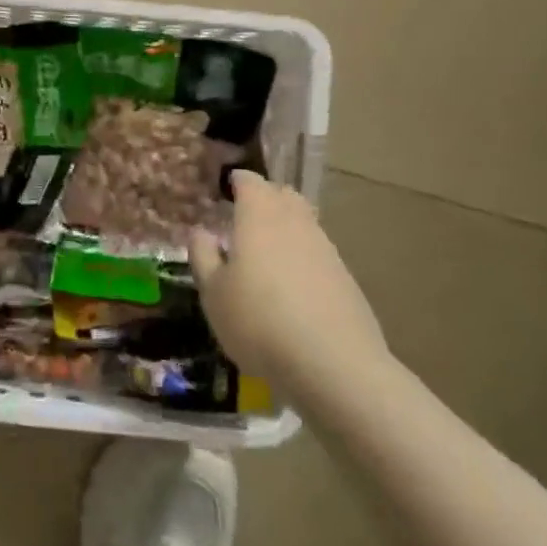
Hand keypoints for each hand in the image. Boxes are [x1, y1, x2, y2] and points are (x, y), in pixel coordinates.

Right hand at [188, 170, 387, 384]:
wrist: (333, 364)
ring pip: (304, 222)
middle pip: (282, 194)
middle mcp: (295, 222)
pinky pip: (318, 252)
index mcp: (259, 215)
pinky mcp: (345, 277)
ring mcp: (325, 248)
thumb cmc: (258, 321)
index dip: (238, 181)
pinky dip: (303, 256)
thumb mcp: (213, 293)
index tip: (227, 187)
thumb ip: (203, 256)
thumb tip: (201, 231)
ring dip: (286, 227)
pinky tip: (292, 285)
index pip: (250, 181)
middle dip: (265, 197)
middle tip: (246, 215)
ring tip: (267, 252)